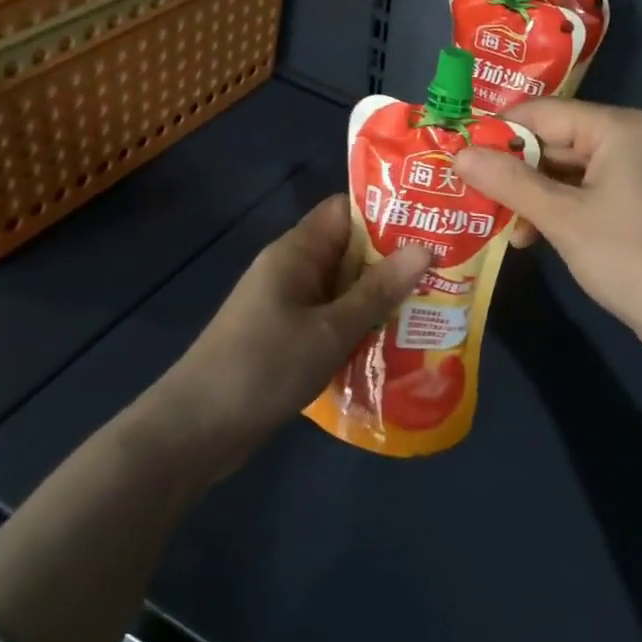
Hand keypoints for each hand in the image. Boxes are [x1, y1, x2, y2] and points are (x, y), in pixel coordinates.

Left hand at [141, 197, 429, 476]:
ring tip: (431, 306)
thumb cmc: (265, 367)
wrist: (197, 430)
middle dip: (393, 260)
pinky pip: (331, 317)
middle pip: (349, 249)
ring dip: (380, 296)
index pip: (345, 211)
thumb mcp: (331, 329)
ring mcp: (287, 305)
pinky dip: (359, 324)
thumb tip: (425, 248)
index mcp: (297, 252)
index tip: (431, 225)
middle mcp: (292, 270)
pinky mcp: (286, 336)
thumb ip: (378, 290)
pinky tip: (394, 341)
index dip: (387, 213)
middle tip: (444, 271)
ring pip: (343, 288)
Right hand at [454, 100, 641, 359]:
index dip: (498, 131)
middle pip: (556, 140)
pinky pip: (586, 193)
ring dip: (531, 194)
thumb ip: (510, 182)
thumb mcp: (562, 218)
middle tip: (467, 188)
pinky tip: (529, 236)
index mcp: (619, 128)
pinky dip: (557, 209)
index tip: (456, 150)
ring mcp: (638, 173)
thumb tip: (459, 153)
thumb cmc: (627, 256)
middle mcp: (631, 139)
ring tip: (494, 220)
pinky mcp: (638, 203)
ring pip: (568, 171)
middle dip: (513, 168)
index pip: (544, 112)